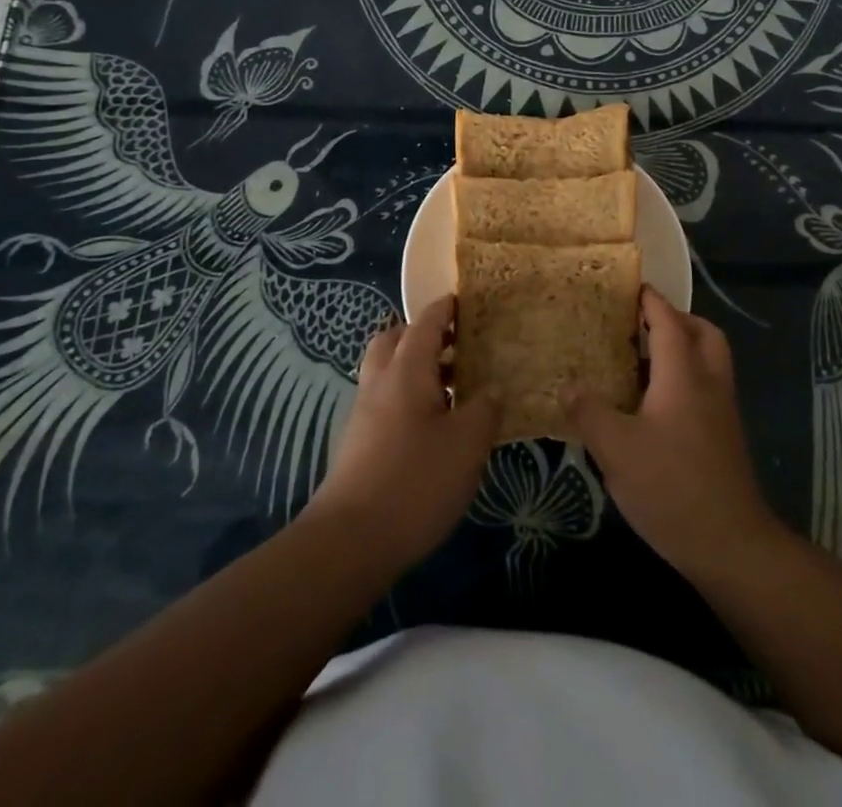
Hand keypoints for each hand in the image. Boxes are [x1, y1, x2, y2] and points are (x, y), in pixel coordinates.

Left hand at [306, 297, 498, 570]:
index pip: (426, 322)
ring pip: (388, 372)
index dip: (445, 308)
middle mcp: (380, 382)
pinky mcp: (359, 444)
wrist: (349, 542)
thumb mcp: (467, 444)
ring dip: (416, 368)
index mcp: (407, 370)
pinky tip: (434, 426)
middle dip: (423, 334)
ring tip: (455, 387)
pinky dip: (408, 397)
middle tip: (457, 344)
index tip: (465, 300)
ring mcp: (364, 414)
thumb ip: (485, 409)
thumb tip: (491, 390)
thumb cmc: (415, 481)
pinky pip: (385, 401)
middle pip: (395, 340)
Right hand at [568, 288, 784, 578]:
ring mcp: (722, 410)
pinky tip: (655, 403)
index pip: (668, 322)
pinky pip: (707, 386)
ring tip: (643, 359)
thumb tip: (569, 386)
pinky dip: (686, 376)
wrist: (731, 544)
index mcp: (683, 374)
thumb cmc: (671, 486)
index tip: (630, 286)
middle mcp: (709, 382)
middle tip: (642, 323)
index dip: (650, 301)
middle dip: (676, 319)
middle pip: (702, 333)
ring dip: (684, 347)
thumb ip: (589, 412)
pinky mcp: (725, 436)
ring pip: (709, 360)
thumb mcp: (616, 450)